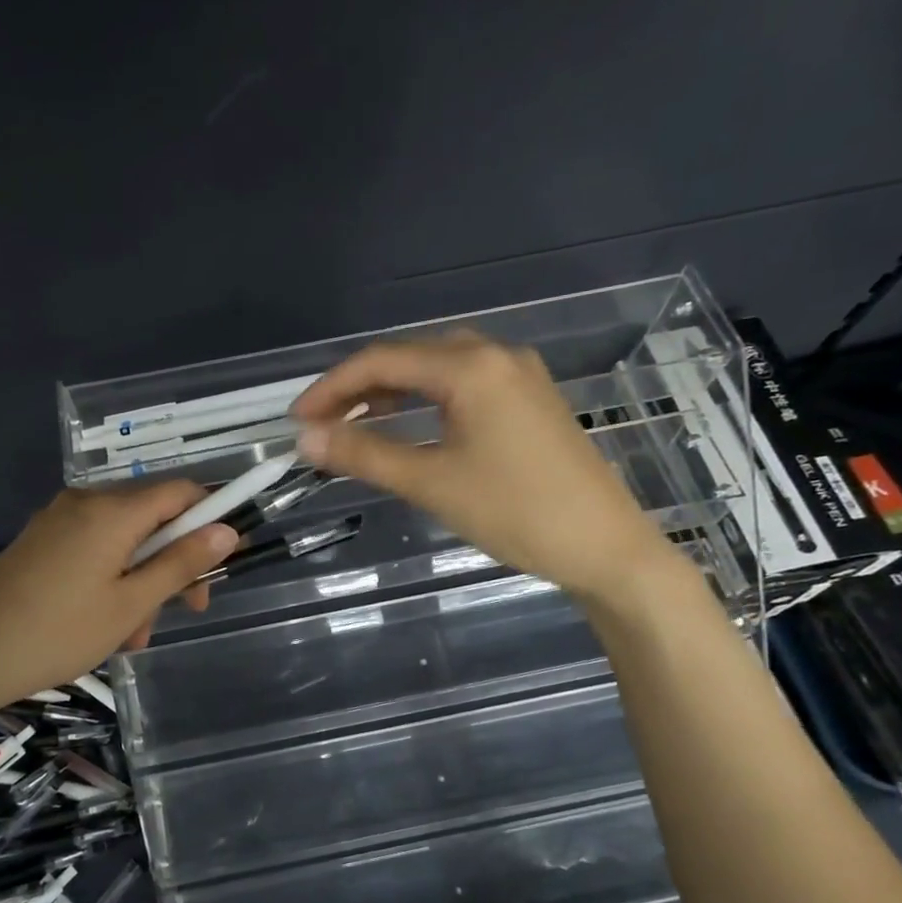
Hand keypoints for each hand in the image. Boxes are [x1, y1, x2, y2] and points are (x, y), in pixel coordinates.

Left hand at [0, 483, 238, 717]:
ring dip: (141, 580)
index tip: (223, 560)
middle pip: (152, 517)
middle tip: (183, 611)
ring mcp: (57, 520)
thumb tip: (226, 530)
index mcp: (111, 511)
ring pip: (123, 539)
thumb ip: (181, 563)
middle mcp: (85, 502)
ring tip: (133, 636)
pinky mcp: (40, 541)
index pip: (181, 491)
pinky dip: (111, 578)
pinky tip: (104, 623)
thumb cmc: (59, 633)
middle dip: (173, 562)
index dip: (211, 518)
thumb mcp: (131, 604)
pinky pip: (93, 548)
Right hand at [292, 332, 676, 601]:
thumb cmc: (515, 512)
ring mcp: (519, 375)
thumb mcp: (431, 483)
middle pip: (410, 356)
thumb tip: (305, 438)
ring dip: (391, 391)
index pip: (382, 361)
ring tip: (354, 423)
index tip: (296, 419)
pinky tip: (409, 423)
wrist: (605, 547)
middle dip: (359, 387)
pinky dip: (425, 398)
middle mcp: (496, 355)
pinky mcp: (530, 399)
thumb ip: (364, 454)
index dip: (332, 387)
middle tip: (321, 423)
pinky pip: (464, 384)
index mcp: (471, 367)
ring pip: (437, 368)